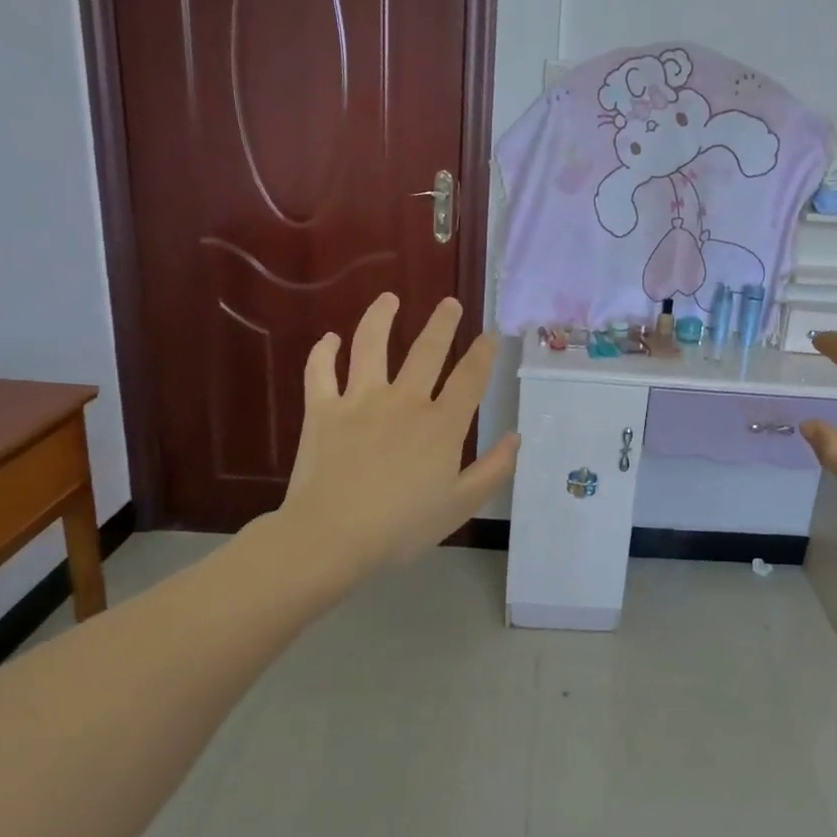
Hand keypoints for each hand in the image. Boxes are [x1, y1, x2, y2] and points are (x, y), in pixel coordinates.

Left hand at [265, 294, 518, 586]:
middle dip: (442, 323)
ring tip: (389, 299)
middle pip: (427, 350)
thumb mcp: (461, 505)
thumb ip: (493, 469)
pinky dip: (323, 352)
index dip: (484, 353)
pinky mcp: (322, 409)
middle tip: (449, 303)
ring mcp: (360, 400)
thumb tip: (516, 437)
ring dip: (381, 318)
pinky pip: (320, 372)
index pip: (470, 377)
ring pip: (371, 346)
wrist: (332, 537)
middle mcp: (404, 400)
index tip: (491, 334)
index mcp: (441, 424)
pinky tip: (329, 339)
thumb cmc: (402, 527)